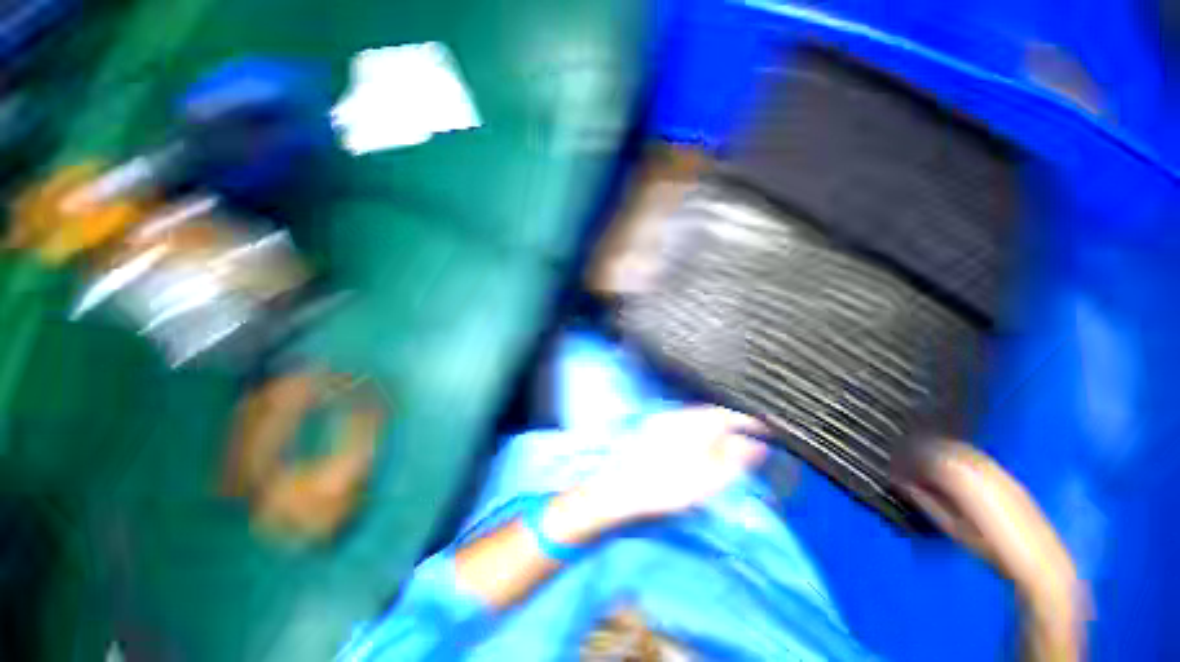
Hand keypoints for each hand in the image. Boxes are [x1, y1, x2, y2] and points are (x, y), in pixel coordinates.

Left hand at [579, 406, 768, 524]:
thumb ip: (731, 461)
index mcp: (690, 427)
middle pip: (711, 413)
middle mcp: (676, 417)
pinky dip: (698, 428)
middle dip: (731, 422)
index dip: (746, 421)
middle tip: (748, 436)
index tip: (763, 429)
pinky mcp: (653, 426)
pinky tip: (700, 442)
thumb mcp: (703, 481)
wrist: (619, 489)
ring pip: (697, 415)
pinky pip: (683, 420)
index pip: (726, 415)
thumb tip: (754, 446)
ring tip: (728, 441)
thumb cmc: (662, 489)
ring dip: (714, 425)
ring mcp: (662, 420)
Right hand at [901, 441, 1089, 660]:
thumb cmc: (992, 552)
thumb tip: (904, 483)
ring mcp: (999, 472)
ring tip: (925, 465)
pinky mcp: (1009, 478)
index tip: (896, 466)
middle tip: (905, 463)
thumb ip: (928, 502)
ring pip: (961, 449)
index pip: (929, 457)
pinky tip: (952, 470)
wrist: (1042, 564)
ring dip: (939, 452)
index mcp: (965, 482)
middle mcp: (982, 470)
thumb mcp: (953, 530)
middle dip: (921, 451)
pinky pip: (976, 457)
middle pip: (944, 448)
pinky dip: (958, 457)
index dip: (909, 458)